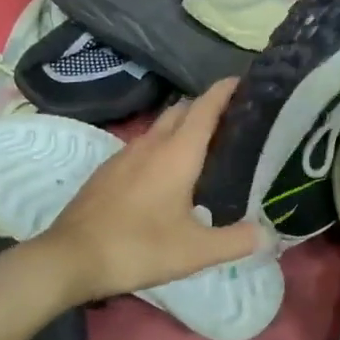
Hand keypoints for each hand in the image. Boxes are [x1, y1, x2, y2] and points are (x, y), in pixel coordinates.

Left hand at [35, 78, 267, 305]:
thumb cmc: (138, 248)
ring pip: (160, 128)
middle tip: (234, 122)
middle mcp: (150, 145)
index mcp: (177, 154)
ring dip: (183, 128)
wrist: (71, 258)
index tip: (246, 82)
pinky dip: (162, 148)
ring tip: (206, 148)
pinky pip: (143, 147)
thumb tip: (268, 234)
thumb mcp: (196, 251)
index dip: (225, 91)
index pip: (205, 107)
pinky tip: (168, 176)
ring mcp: (124, 156)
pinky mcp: (107, 171)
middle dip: (207, 108)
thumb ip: (236, 241)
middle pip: (182, 111)